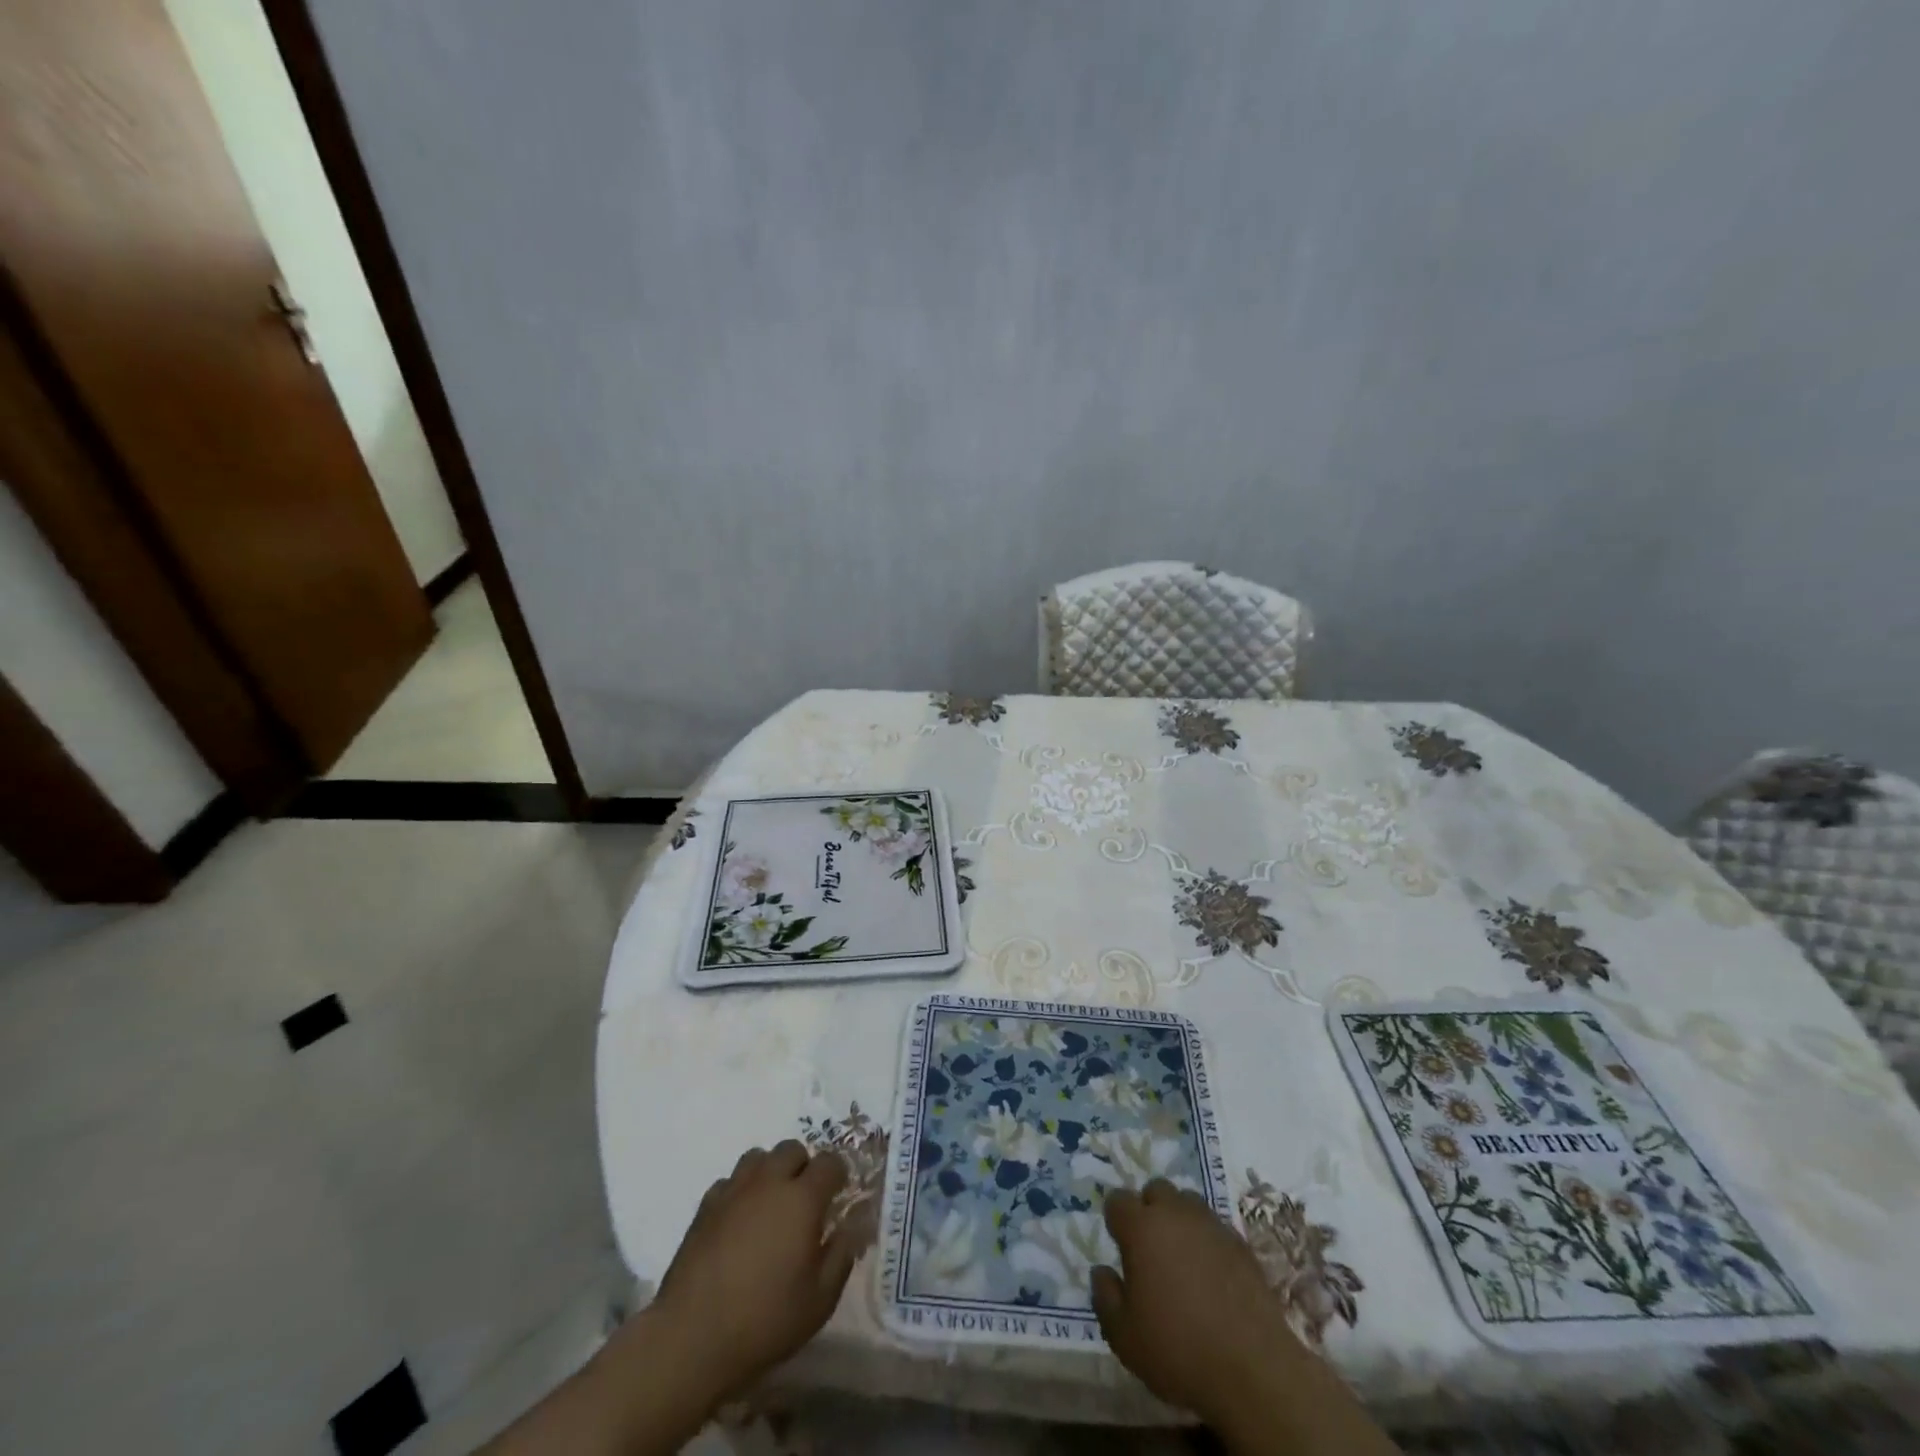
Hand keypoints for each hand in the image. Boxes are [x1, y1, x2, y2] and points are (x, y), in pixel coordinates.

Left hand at [649, 1140, 858, 1406]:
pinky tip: (739, 1221)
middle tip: (804, 1202)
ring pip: (759, 1157)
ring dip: (770, 1172)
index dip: (838, 1175)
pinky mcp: (705, 1206)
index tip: (838, 1196)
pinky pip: (730, 1181)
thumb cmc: (765, 1320)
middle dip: (804, 1167)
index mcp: (802, 1199)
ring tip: (771, 1205)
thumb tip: (850, 1227)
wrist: (692, 1338)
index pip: (830, 1162)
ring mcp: (734, 1190)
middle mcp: (769, 1182)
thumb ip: (841, 1255)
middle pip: (792, 1149)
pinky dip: (740, 1191)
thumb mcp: (820, 1300)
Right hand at [1090, 1180, 1297, 1424]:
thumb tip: (1102, 1270)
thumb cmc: (1179, 1351)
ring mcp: (1212, 1225)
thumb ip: (1105, 1296)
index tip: (1120, 1246)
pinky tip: (1212, 1275)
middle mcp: (1176, 1214)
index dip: (1116, 1220)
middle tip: (1150, 1249)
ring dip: (1179, 1220)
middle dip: (1149, 1210)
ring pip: (1188, 1203)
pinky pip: (1215, 1227)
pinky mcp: (1241, 1244)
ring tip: (1182, 1258)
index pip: (1118, 1200)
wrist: (1253, 1370)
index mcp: (1142, 1228)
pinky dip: (1208, 1241)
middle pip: (1156, 1190)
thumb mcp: (1124, 1337)